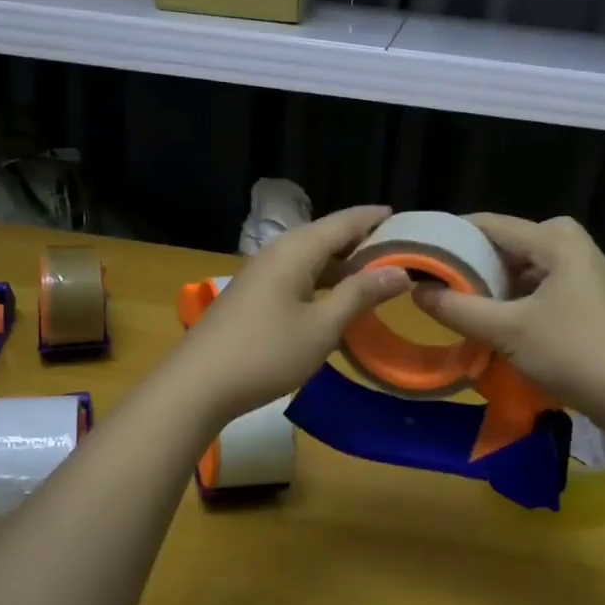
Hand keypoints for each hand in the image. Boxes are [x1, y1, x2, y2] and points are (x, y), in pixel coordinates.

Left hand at [173, 205, 410, 423]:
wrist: (198, 385)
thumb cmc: (266, 353)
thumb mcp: (322, 327)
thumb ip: (360, 295)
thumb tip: (400, 272)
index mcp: (296, 250)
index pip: (344, 221)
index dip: (375, 219)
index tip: (406, 219)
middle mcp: (277, 252)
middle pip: (326, 235)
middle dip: (361, 241)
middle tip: (399, 251)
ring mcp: (261, 274)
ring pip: (310, 258)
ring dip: (342, 264)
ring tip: (375, 274)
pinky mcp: (253, 296)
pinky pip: (296, 276)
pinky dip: (322, 281)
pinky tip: (335, 300)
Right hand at [411, 214, 604, 433]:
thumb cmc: (572, 353)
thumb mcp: (506, 331)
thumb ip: (458, 309)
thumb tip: (417, 291)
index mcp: (557, 240)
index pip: (491, 224)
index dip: (452, 236)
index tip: (419, 253)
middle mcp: (574, 247)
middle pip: (510, 244)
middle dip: (474, 263)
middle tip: (440, 284)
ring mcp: (587, 274)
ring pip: (526, 268)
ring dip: (495, 285)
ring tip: (461, 304)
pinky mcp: (591, 300)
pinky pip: (543, 287)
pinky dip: (517, 299)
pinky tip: (498, 322)